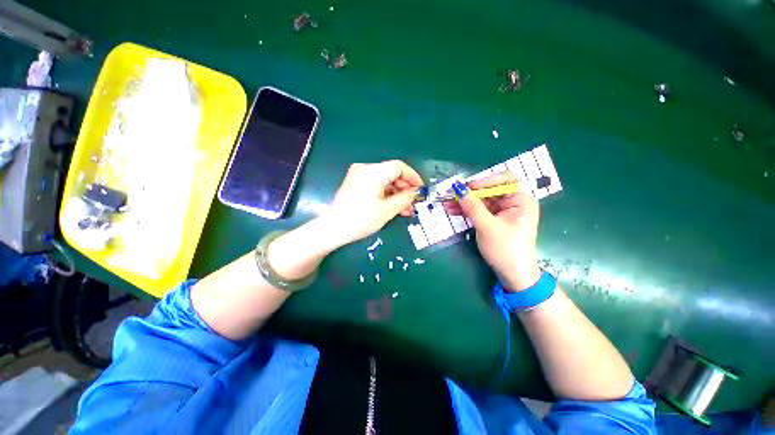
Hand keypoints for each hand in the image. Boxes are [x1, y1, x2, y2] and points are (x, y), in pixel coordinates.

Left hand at [319, 160, 423, 246]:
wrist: (333, 229)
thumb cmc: (361, 219)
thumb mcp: (387, 210)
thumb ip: (405, 199)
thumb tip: (415, 193)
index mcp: (373, 172)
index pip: (399, 167)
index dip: (413, 177)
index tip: (421, 189)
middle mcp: (365, 169)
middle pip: (392, 174)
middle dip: (405, 189)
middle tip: (414, 203)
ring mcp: (359, 176)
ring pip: (385, 181)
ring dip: (396, 194)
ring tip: (406, 209)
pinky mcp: (356, 184)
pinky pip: (376, 185)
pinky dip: (386, 195)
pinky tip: (394, 207)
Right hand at [446, 172, 540, 290]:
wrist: (512, 275)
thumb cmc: (505, 249)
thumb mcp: (487, 226)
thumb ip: (472, 206)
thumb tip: (458, 188)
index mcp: (521, 200)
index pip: (503, 180)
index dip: (484, 181)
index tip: (467, 187)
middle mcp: (513, 202)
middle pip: (489, 191)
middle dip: (469, 193)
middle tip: (450, 194)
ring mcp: (503, 212)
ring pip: (481, 201)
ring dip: (464, 202)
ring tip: (447, 203)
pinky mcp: (494, 220)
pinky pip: (479, 210)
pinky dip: (467, 210)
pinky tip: (453, 210)